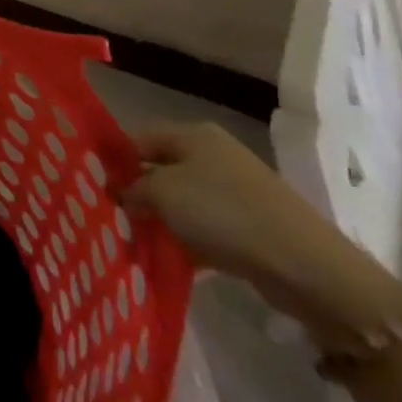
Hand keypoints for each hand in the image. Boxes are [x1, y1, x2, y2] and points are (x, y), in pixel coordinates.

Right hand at [120, 122, 401, 350]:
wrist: (307, 267)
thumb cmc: (224, 214)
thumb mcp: (162, 194)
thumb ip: (131, 188)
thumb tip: (116, 191)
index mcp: (193, 134)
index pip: (138, 138)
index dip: (114, 160)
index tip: (94, 187)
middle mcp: (215, 154)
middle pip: (161, 168)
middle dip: (137, 192)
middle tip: (112, 216)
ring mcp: (237, 189)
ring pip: (183, 199)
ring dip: (162, 218)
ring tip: (138, 240)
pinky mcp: (253, 223)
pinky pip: (207, 225)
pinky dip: (189, 238)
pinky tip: (173, 257)